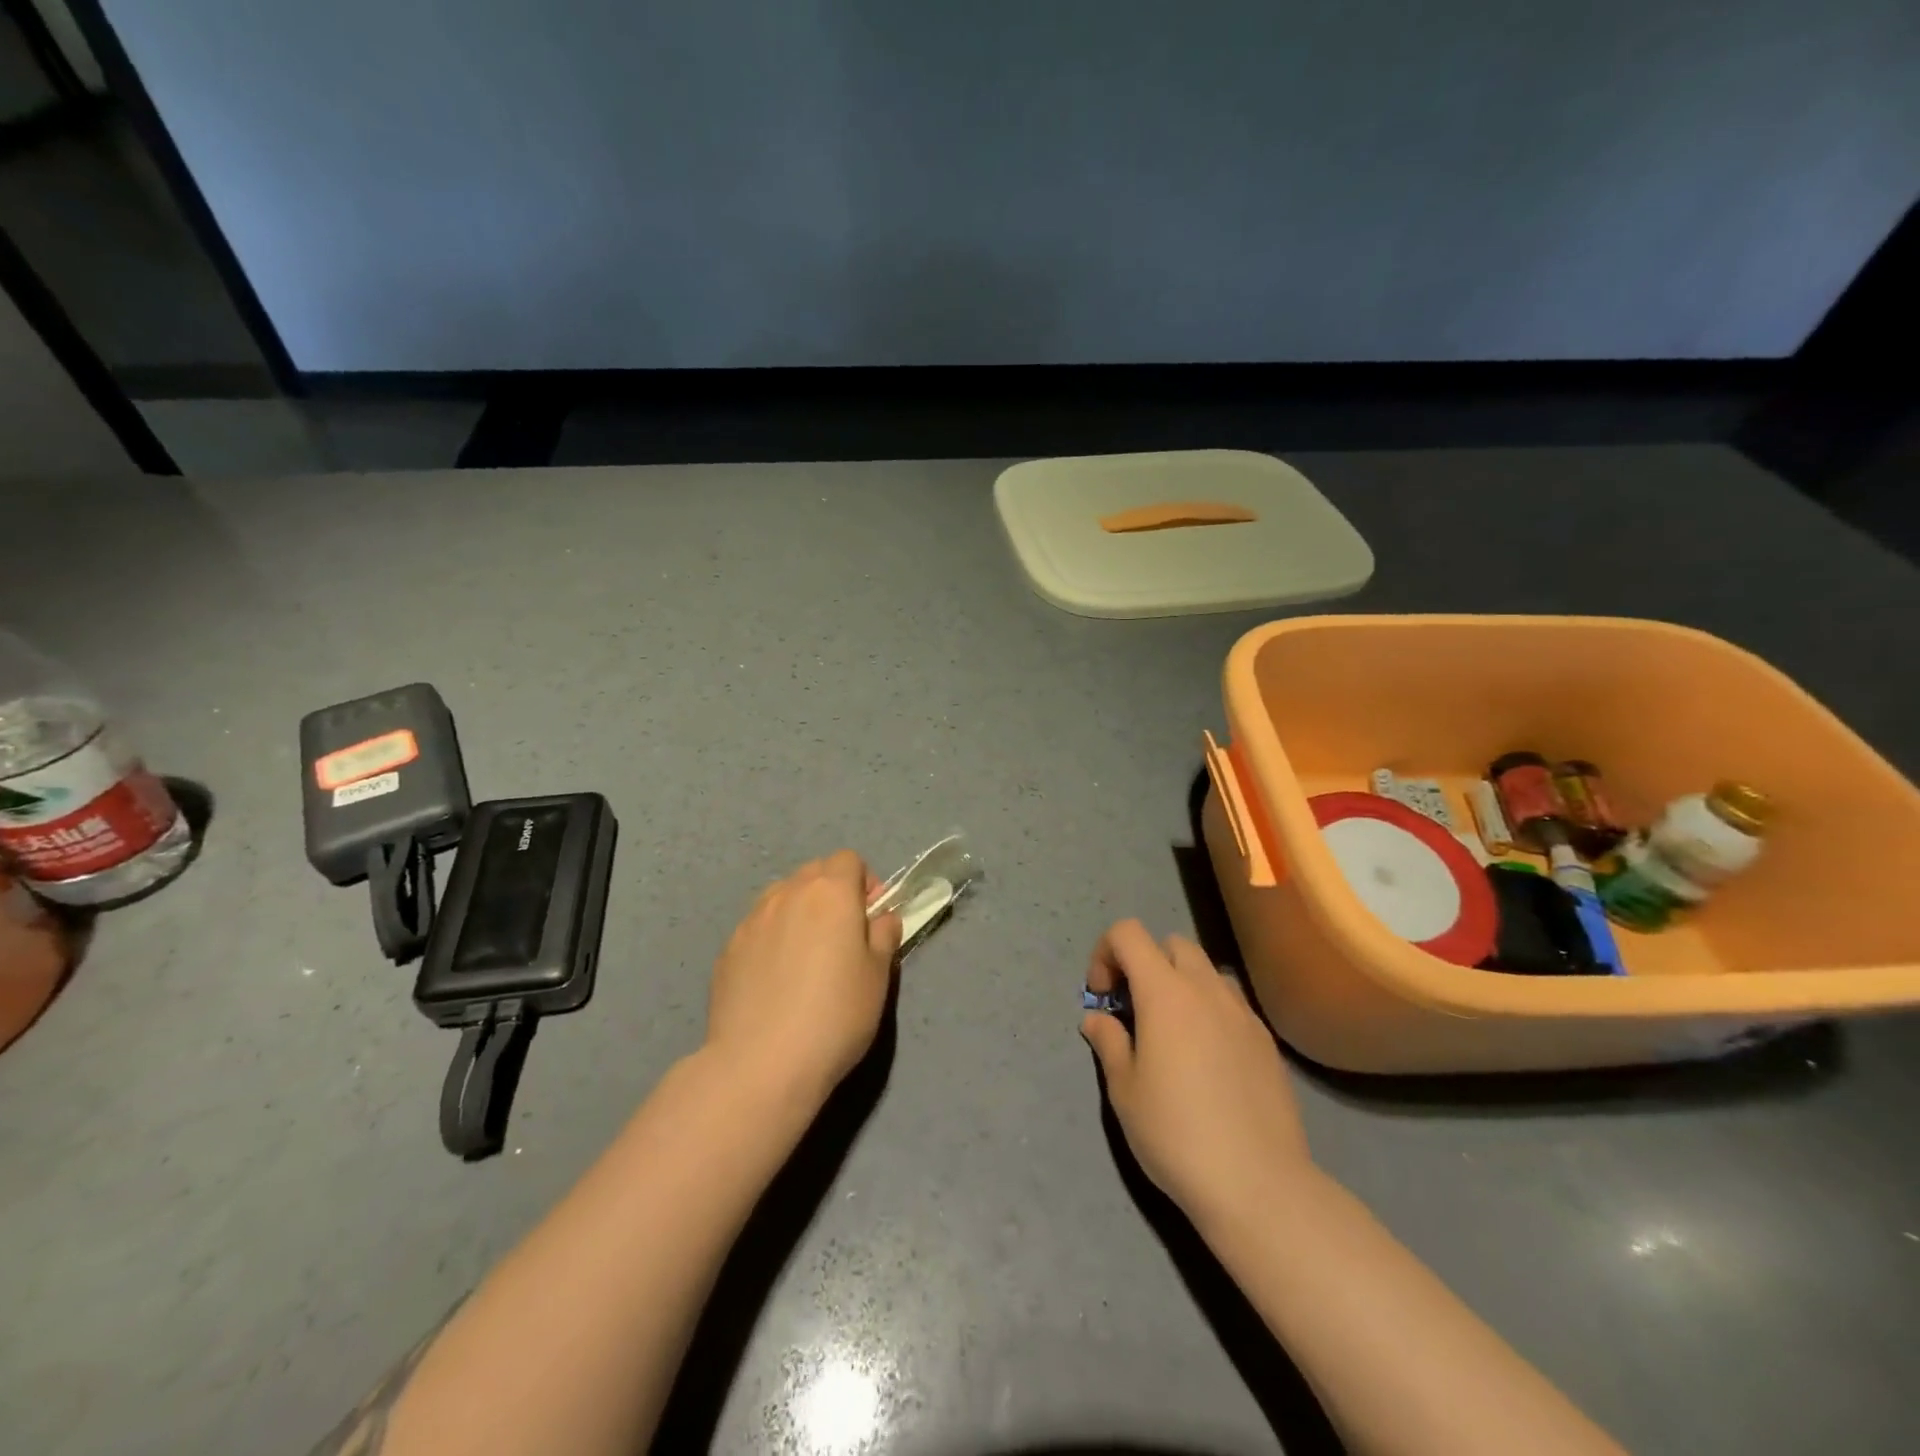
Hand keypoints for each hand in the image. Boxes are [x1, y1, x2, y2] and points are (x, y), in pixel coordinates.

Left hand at [706, 851, 903, 1104]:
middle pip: (814, 873)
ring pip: (782, 897)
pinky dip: (772, 939)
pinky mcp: (727, 949)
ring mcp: (752, 919)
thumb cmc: (835, 1014)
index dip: (864, 884)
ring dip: (799, 912)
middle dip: (832, 893)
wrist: (761, 1064)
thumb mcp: (879, 975)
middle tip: (841, 938)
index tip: (870, 919)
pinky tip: (775, 981)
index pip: (849, 860)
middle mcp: (787, 893)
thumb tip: (880, 917)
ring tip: (805, 958)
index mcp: (830, 892)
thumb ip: (884, 934)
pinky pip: (758, 928)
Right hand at [1080, 920, 1313, 1230]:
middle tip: (1135, 1011)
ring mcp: (1243, 1013)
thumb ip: (1109, 1042)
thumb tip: (1097, 1019)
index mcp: (1165, 992)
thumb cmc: (1176, 1134)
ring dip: (1182, 984)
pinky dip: (1210, 1011)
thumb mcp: (1125, 1091)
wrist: (1258, 1184)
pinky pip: (1232, 1004)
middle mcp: (1206, 989)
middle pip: (1172, 944)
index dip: (1106, 953)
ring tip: (1173, 1034)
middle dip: (1145, 964)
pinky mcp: (1267, 1041)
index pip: (1129, 933)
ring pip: (1207, 971)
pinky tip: (1208, 1061)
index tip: (1103, 996)